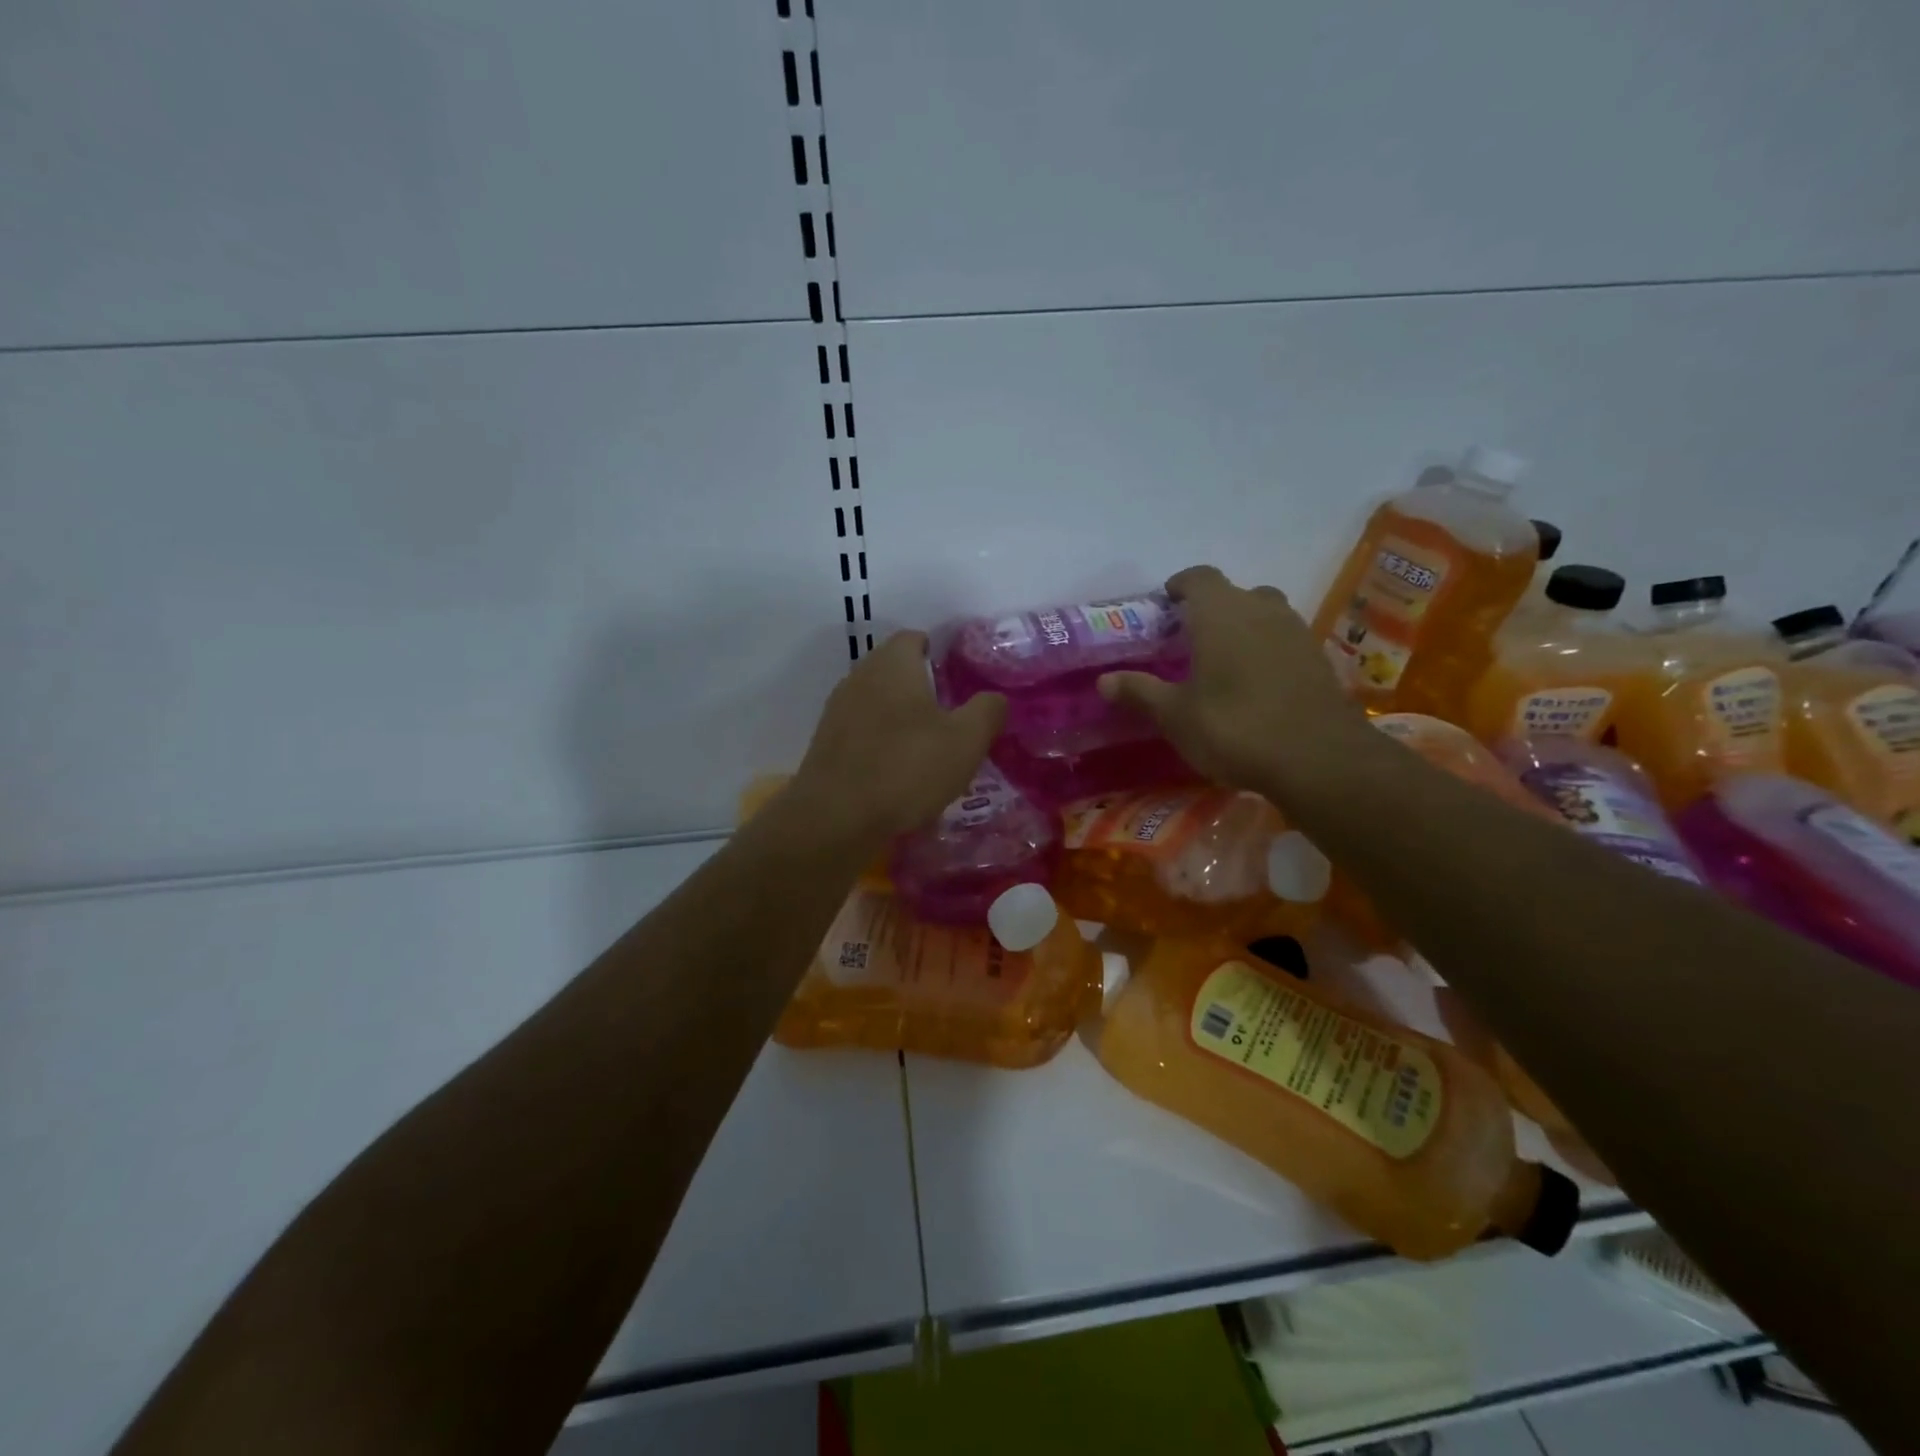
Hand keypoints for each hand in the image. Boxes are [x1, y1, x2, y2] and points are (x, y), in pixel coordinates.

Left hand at [784, 631, 1006, 855]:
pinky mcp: (826, 744)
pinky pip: (863, 733)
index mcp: (893, 663)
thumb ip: (988, 710)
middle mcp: (860, 676)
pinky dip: (882, 744)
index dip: (940, 655)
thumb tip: (994, 698)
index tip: (961, 682)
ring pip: (878, 703)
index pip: (915, 638)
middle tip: (952, 718)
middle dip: (923, 689)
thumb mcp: (966, 740)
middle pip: (895, 671)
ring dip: (902, 719)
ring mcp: (837, 710)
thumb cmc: (906, 768)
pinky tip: (898, 774)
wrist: (835, 818)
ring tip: (928, 750)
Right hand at [1099, 565, 1366, 799]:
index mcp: (1220, 614)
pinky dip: (1266, 650)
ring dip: (1242, 627)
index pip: (1199, 578)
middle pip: (1234, 593)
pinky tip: (1255, 683)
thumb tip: (1103, 680)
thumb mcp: (1176, 716)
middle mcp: (1260, 610)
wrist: (1319, 759)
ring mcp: (1295, 632)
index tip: (1165, 604)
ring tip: (1222, 660)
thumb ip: (1140, 692)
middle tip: (1189, 638)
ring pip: (1264, 613)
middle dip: (1211, 609)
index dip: (1180, 586)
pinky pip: (1284, 640)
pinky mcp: (1317, 659)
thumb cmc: (1235, 728)